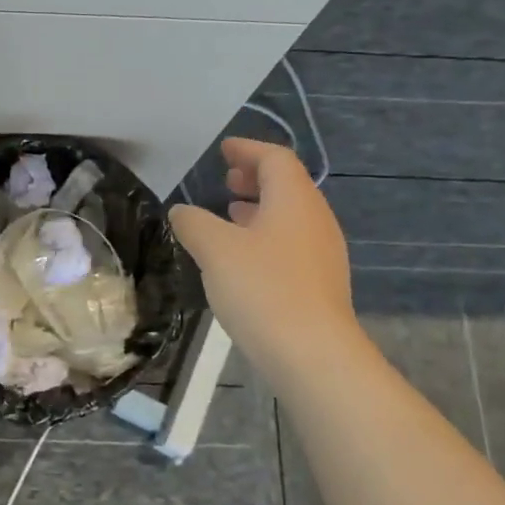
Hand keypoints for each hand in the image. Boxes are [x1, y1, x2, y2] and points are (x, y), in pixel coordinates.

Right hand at [168, 139, 358, 365]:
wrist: (312, 354)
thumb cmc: (262, 289)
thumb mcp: (214, 250)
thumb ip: (194, 223)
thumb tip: (182, 211)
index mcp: (294, 200)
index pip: (275, 159)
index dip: (247, 150)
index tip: (224, 150)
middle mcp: (315, 219)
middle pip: (287, 185)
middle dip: (255, 178)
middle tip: (226, 180)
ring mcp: (322, 253)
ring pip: (289, 216)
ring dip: (260, 208)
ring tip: (230, 214)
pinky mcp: (319, 283)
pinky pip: (291, 243)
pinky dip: (266, 236)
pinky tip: (244, 258)